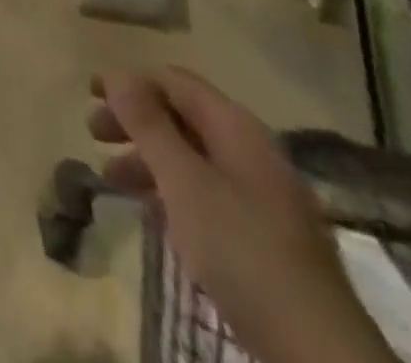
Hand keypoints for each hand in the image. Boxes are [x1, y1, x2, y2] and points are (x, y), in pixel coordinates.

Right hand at [90, 68, 397, 362]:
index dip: (130, 81)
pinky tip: (150, 211)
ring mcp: (261, 195)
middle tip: (94, 134)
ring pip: (191, 155)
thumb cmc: (242, 250)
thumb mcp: (184, 181)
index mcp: (236, 127)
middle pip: (181, 115)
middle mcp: (251, 150)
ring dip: (147, 157)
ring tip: (110, 179)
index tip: (90, 93)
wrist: (320, 354)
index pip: (174, 81)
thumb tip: (117, 74)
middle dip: (135, 119)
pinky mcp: (263, 235)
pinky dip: (170, 189)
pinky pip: (206, 191)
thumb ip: (148, 124)